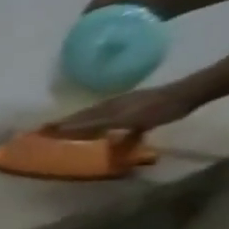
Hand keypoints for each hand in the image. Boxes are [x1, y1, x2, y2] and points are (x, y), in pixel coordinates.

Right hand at [50, 83, 201, 138]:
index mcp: (105, 108)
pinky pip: (115, 121)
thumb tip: (62, 128)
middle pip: (84, 116)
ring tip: (71, 130)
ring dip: (84, 124)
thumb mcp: (121, 119)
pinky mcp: (139, 111)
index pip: (75, 118)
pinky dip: (106, 126)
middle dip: (67, 124)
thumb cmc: (155, 109)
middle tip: (49, 130)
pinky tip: (108, 133)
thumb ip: (93, 125)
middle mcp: (111, 106)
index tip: (40, 131)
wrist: (188, 95)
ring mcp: (126, 107)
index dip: (58, 125)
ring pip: (98, 117)